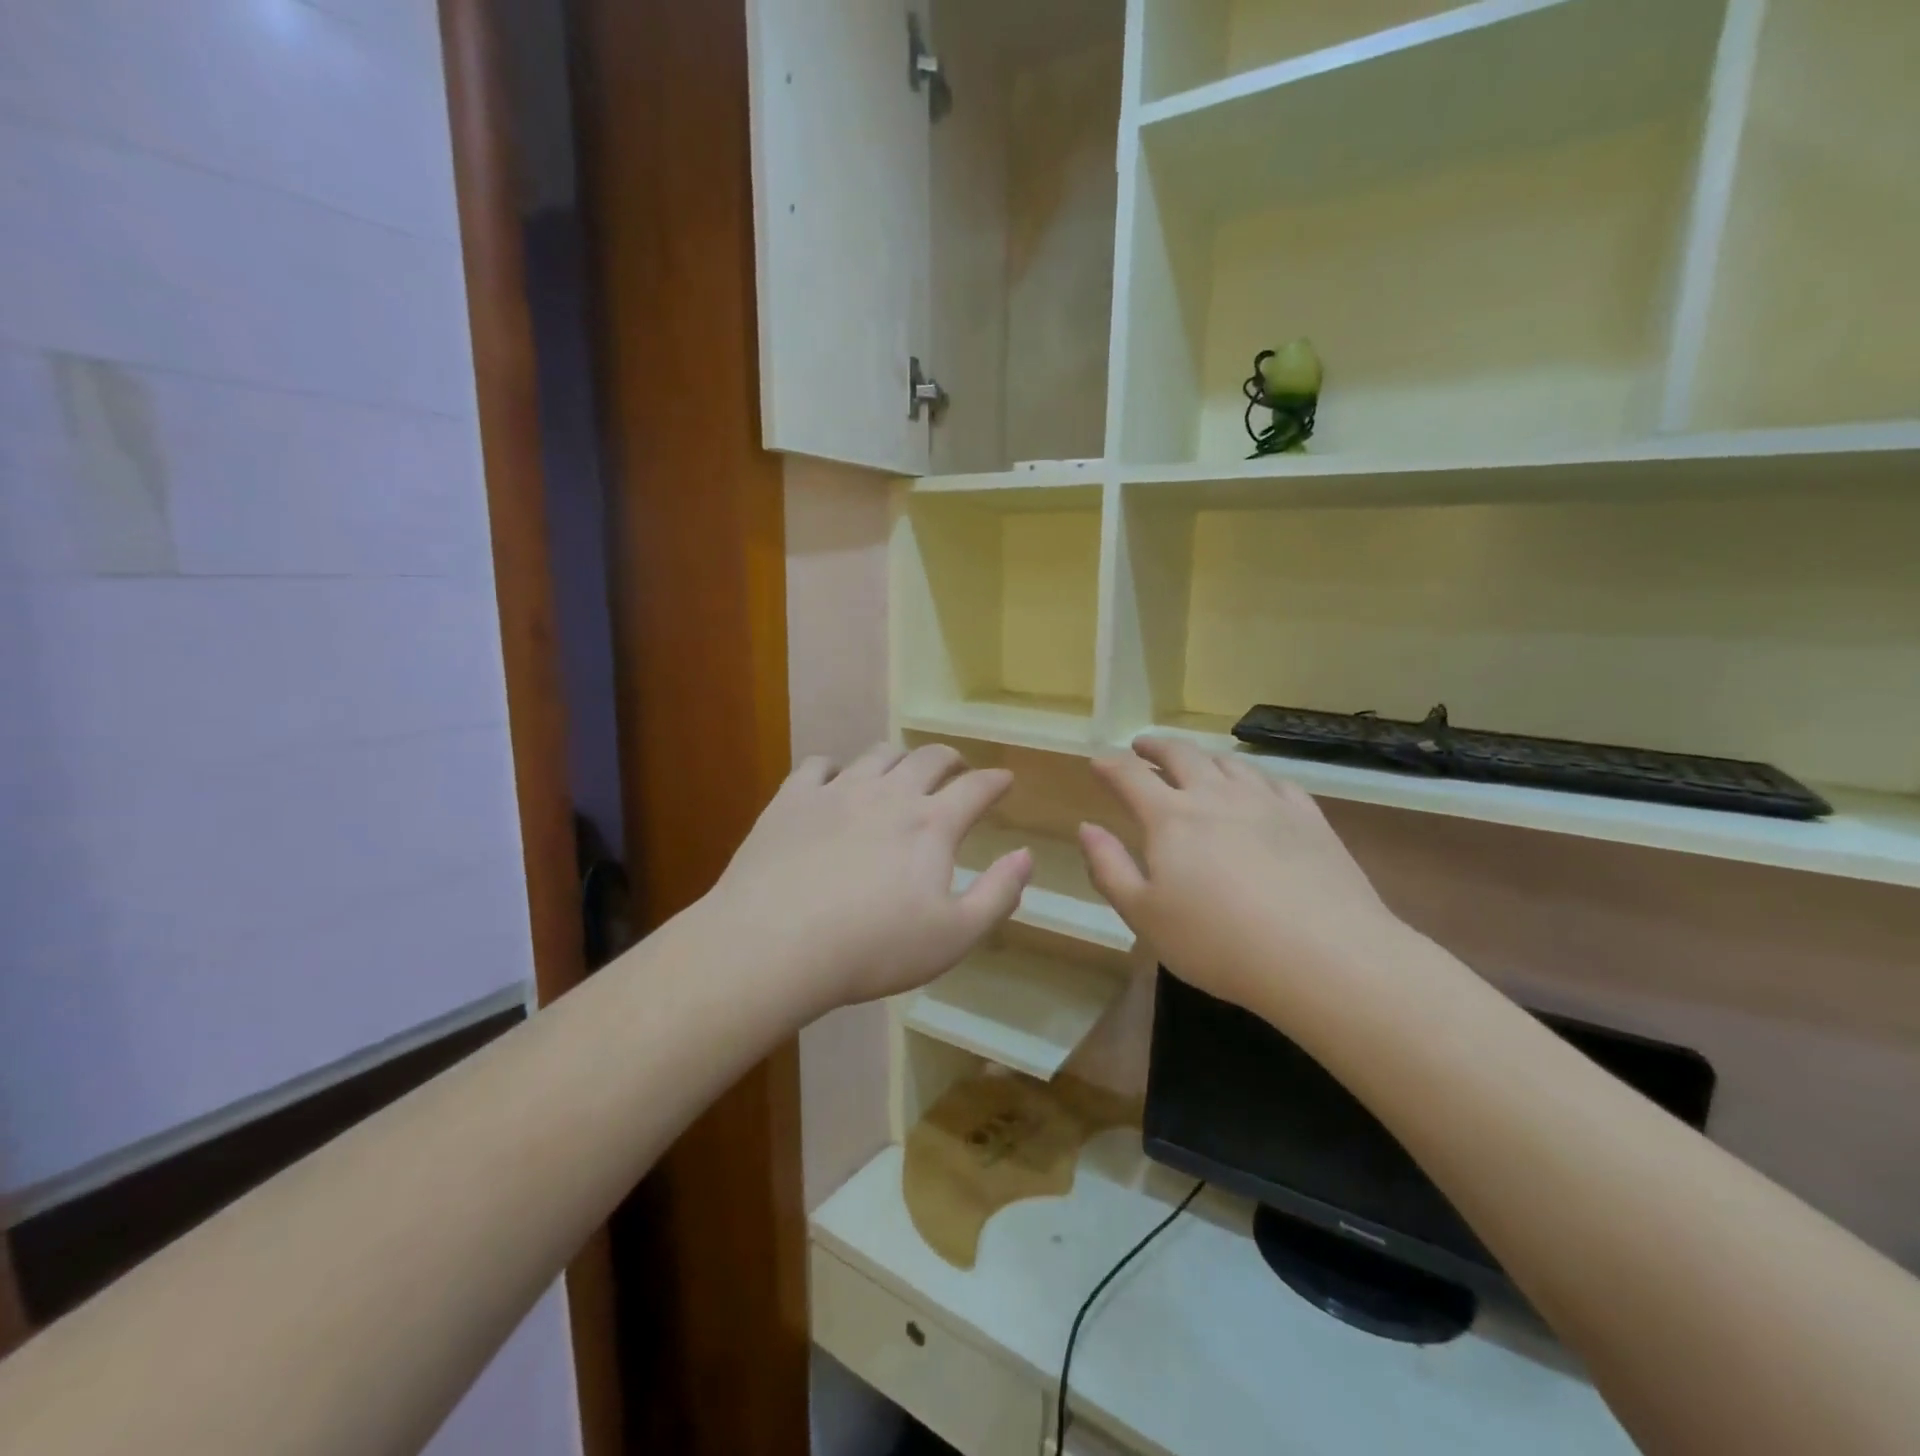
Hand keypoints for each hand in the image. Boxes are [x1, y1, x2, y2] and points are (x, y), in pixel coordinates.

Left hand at [708, 742, 1031, 1013]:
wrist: (775, 945)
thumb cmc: (872, 949)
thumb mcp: (953, 937)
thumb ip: (998, 894)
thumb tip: (1026, 855)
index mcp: (931, 825)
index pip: (975, 788)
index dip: (995, 781)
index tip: (1004, 779)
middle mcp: (889, 794)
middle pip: (928, 758)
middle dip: (950, 759)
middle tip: (956, 769)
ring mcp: (837, 791)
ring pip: (877, 755)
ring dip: (898, 758)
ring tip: (900, 771)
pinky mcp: (792, 799)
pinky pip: (818, 765)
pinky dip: (835, 768)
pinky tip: (833, 781)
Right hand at [1078, 737, 1410, 1014]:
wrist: (1324, 956)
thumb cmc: (1218, 943)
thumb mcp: (1144, 916)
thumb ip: (1109, 868)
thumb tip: (1086, 828)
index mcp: (1170, 818)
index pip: (1130, 777)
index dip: (1111, 765)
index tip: (1099, 760)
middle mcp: (1216, 796)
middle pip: (1181, 755)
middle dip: (1156, 747)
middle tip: (1142, 746)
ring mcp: (1267, 802)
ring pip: (1229, 763)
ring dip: (1203, 757)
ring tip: (1194, 761)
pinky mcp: (1308, 818)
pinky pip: (1275, 781)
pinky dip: (1253, 776)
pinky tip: (1255, 786)